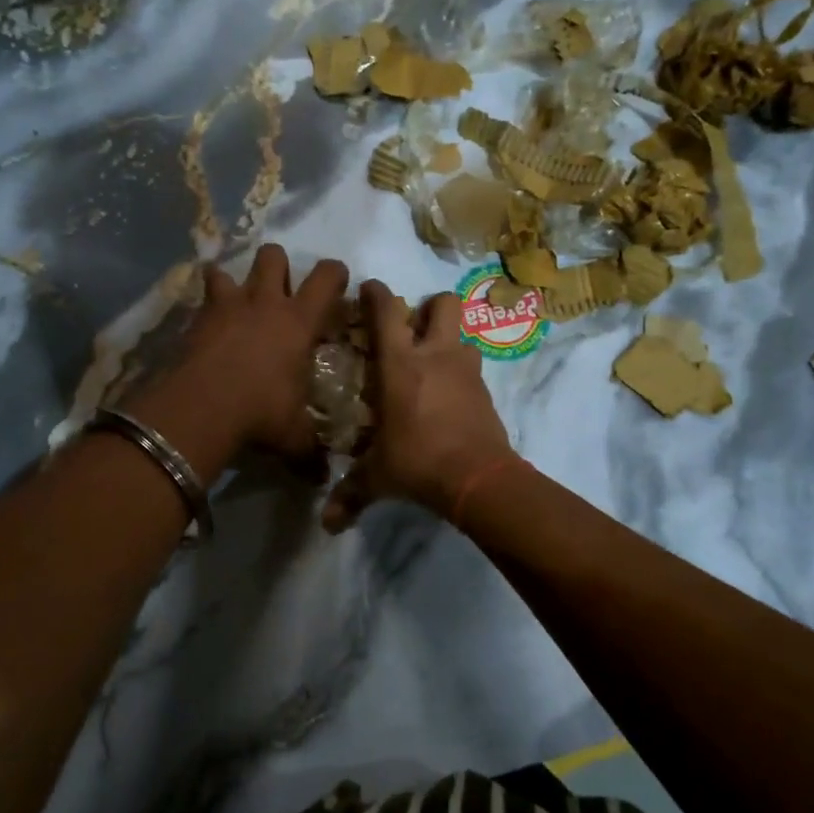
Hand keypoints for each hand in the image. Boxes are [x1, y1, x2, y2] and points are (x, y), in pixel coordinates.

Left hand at [151, 244, 349, 457]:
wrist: (202, 407)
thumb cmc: (261, 412)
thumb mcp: (293, 436)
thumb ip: (309, 452)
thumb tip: (322, 477)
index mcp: (299, 321)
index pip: (327, 277)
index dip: (335, 274)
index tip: (336, 286)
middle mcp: (265, 302)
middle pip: (273, 256)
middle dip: (278, 266)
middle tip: (279, 293)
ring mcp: (227, 305)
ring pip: (230, 269)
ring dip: (234, 281)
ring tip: (235, 303)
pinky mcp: (197, 318)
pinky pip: (201, 298)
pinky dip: (205, 306)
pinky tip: (206, 326)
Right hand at [323, 280, 515, 533]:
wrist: (478, 478)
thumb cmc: (418, 462)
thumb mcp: (378, 477)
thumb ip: (351, 494)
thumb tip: (328, 524)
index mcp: (400, 364)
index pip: (387, 310)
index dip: (376, 293)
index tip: (368, 289)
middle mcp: (436, 355)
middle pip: (443, 303)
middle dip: (429, 306)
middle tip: (413, 327)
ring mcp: (466, 370)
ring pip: (463, 334)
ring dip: (448, 341)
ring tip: (432, 364)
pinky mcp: (486, 390)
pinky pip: (472, 367)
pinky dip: (460, 373)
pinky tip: (448, 396)